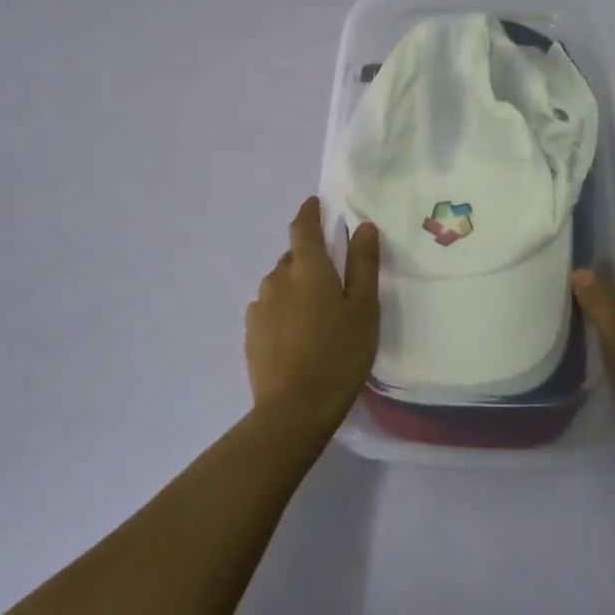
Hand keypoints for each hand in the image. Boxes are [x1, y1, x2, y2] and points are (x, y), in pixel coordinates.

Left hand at [245, 196, 380, 433]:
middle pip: (294, 257)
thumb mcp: (364, 308)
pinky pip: (271, 309)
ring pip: (281, 285)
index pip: (303, 226)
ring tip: (319, 316)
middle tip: (336, 282)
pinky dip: (285, 312)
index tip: (317, 203)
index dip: (310, 211)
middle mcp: (277, 278)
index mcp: (307, 267)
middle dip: (311, 260)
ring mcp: (259, 307)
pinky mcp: (251, 334)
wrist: (293, 411)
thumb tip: (363, 227)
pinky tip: (300, 336)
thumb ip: (363, 264)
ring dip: (298, 289)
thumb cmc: (339, 354)